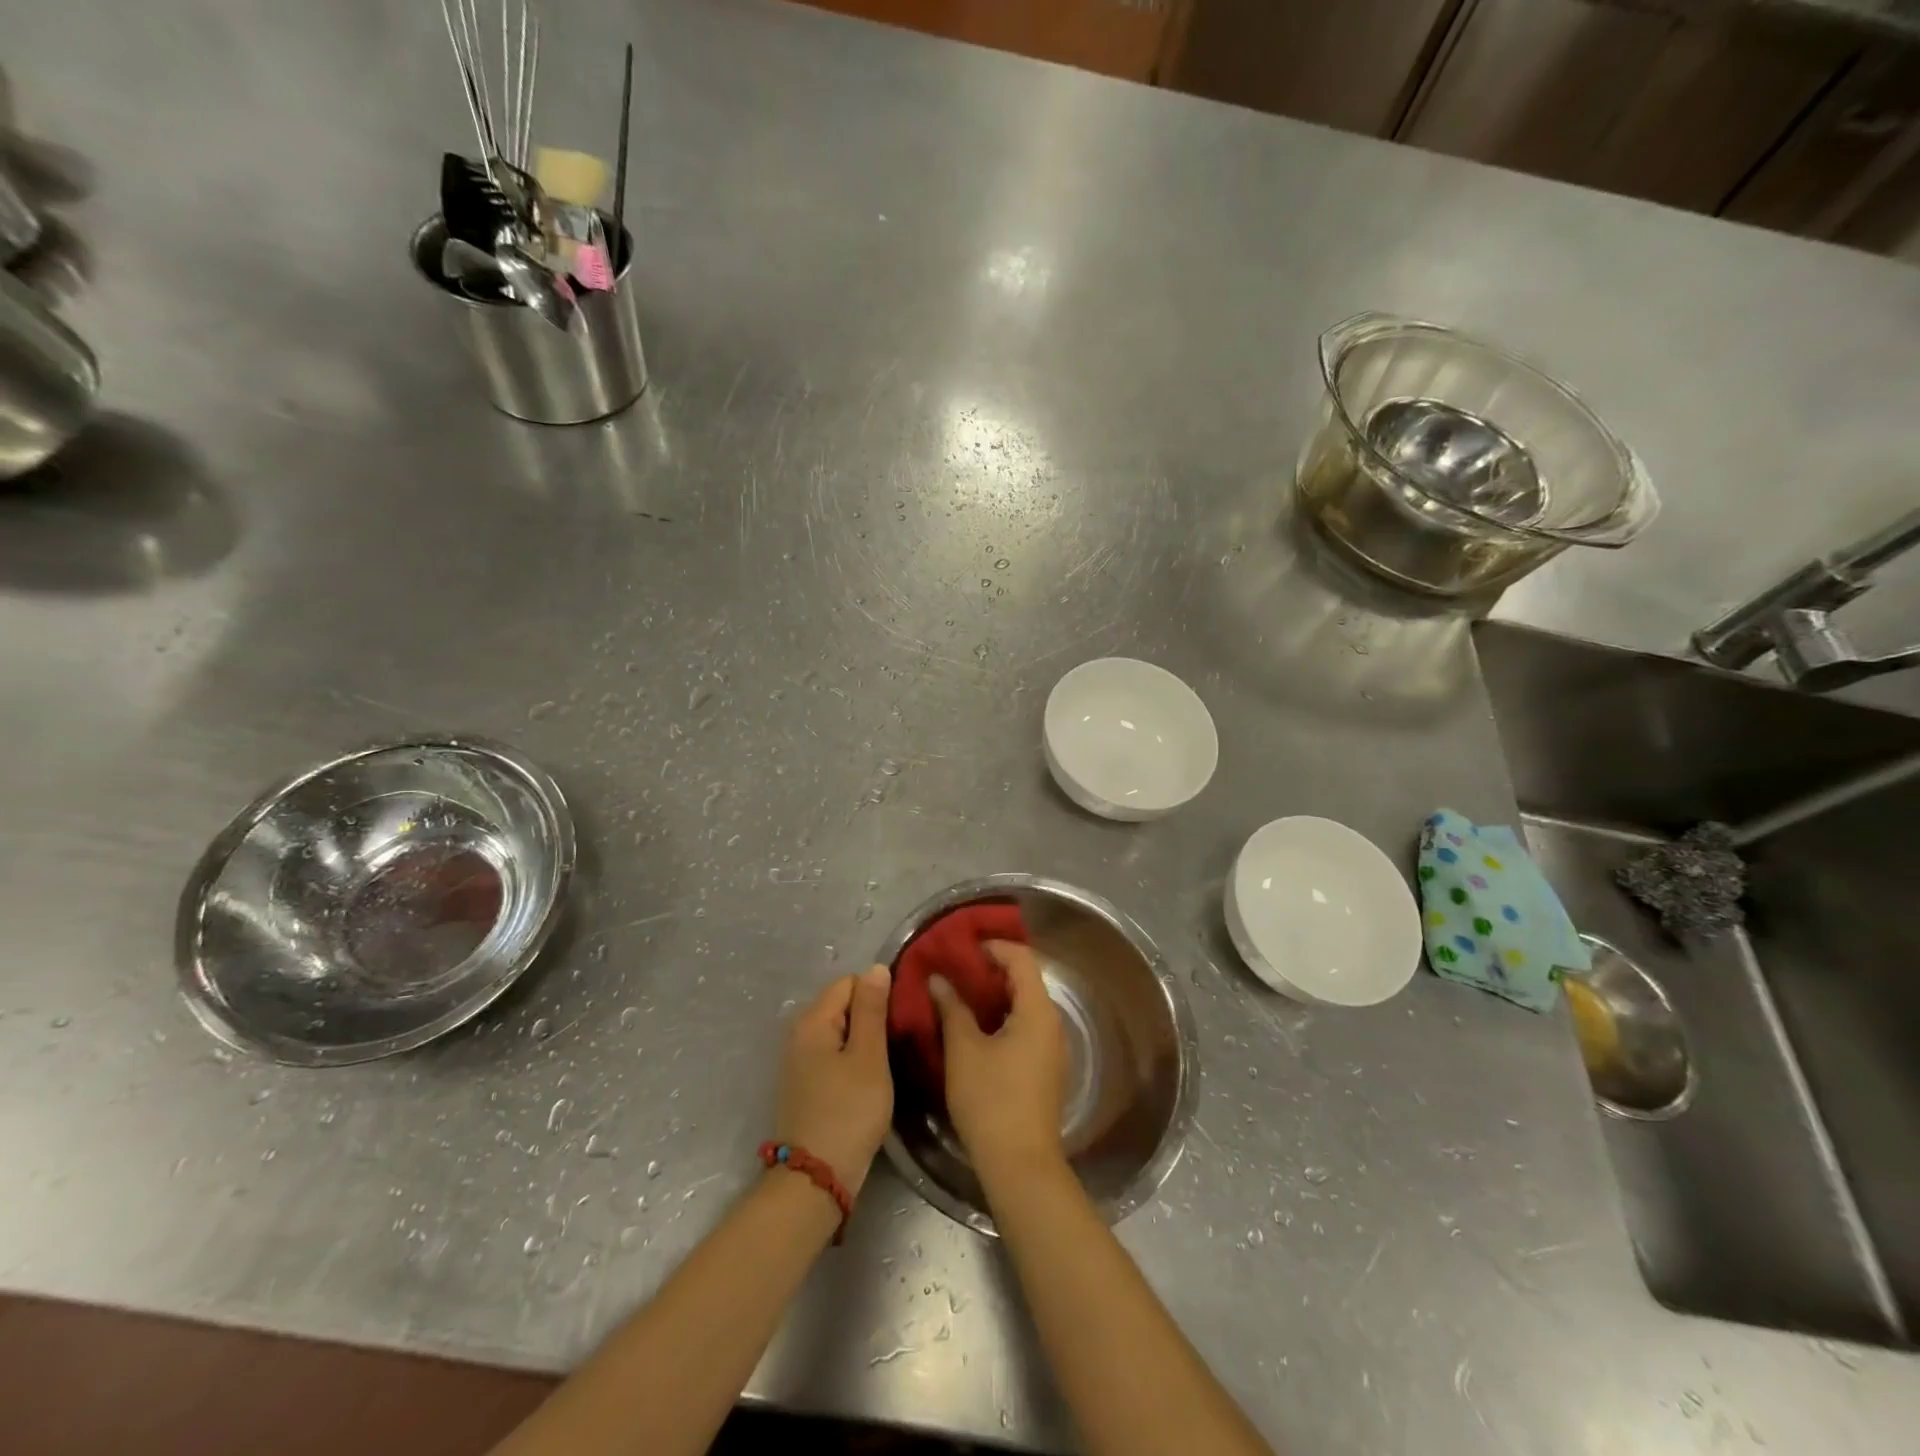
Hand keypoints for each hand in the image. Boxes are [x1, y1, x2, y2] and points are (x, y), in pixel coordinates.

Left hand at [775, 965, 893, 1198]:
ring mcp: (800, 1060)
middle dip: (872, 1016)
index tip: (901, 1018)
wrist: (816, 1180)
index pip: (850, 982)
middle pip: (844, 1005)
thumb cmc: (848, 1113)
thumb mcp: (868, 1057)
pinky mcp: (806, 1084)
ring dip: (865, 1040)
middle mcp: (800, 1033)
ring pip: (841, 1031)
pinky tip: (871, 1078)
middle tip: (900, 1040)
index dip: (878, 994)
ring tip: (891, 1059)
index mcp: (813, 1020)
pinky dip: (853, 1059)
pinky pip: (834, 1054)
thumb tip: (876, 967)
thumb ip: (871, 1009)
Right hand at [927, 940, 1066, 1178]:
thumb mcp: (963, 1050)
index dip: (993, 947)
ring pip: (1025, 1006)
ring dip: (995, 996)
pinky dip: (1002, 1019)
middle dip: (990, 971)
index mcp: (1038, 1011)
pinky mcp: (1046, 1071)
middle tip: (955, 970)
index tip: (962, 948)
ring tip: (959, 997)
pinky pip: (1026, 1028)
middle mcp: (1052, 1024)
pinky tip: (975, 1030)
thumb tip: (939, 980)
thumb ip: (952, 1008)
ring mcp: (1052, 1049)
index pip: (1022, 958)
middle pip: (1025, 980)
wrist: (1020, 1165)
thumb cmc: (991, 1100)